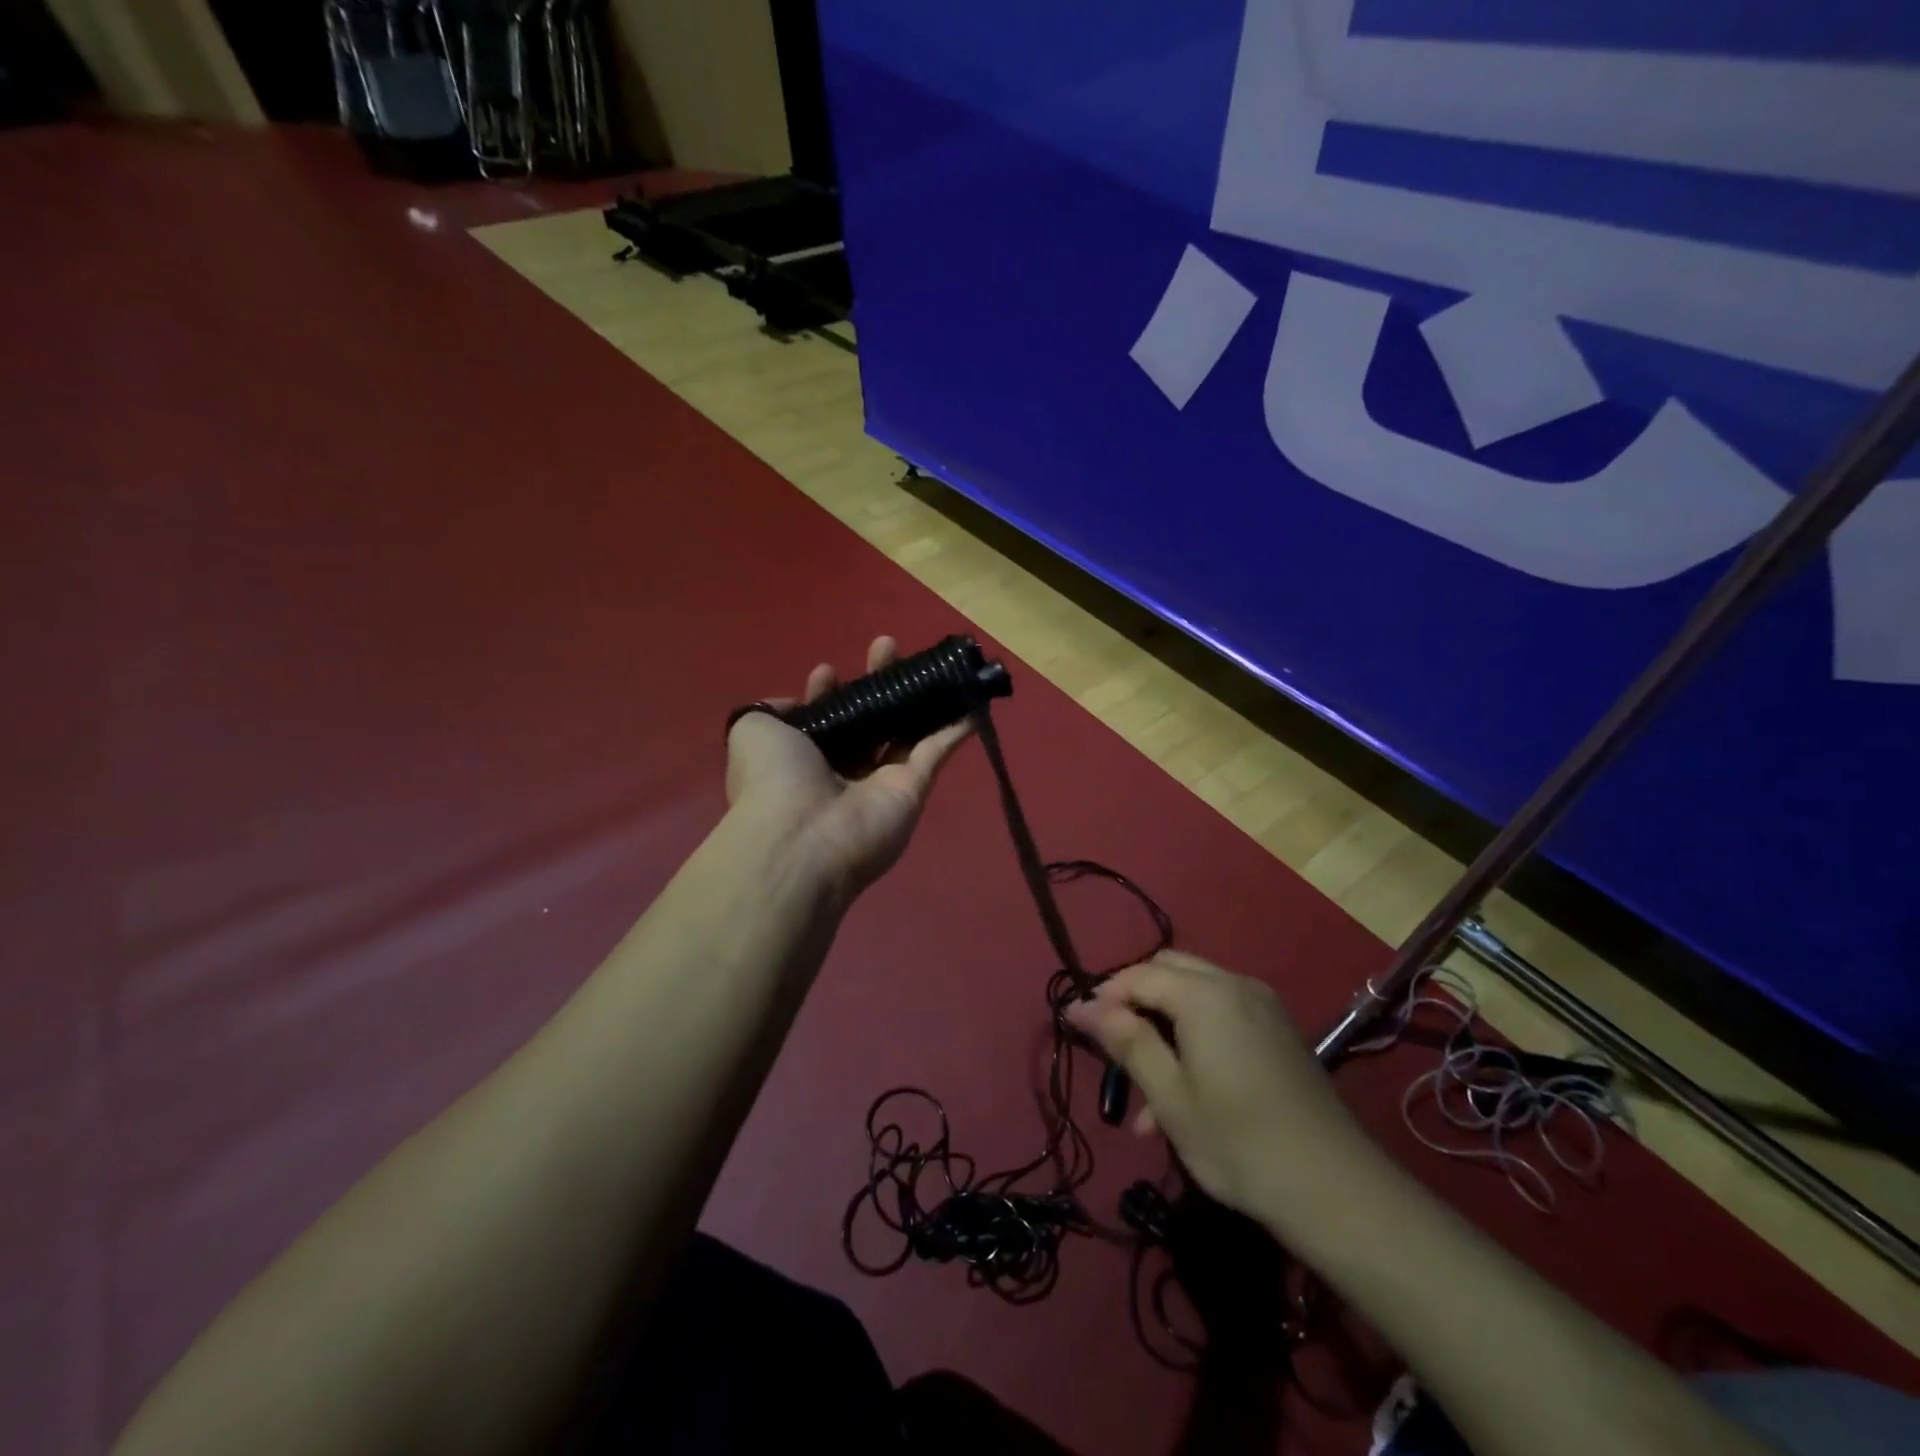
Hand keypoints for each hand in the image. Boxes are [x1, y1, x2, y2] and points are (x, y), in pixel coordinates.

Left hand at [726, 636, 973, 907]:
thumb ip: (771, 710)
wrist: (804, 838)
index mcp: (803, 756)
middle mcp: (842, 768)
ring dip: (918, 696)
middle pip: (867, 719)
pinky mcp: (914, 789)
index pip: (821, 719)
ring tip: (929, 659)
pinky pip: (938, 751)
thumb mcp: (752, 731)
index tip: (828, 672)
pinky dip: (956, 727)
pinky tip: (970, 698)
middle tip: (886, 647)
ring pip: (905, 730)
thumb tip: (796, 702)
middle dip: (876, 681)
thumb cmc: (774, 778)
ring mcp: (881, 780)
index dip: (826, 693)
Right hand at [1067, 951, 1369, 1228]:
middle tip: (1112, 1046)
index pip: (1138, 975)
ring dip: (1163, 1023)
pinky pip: (1222, 1014)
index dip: (1104, 997)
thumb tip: (1080, 1005)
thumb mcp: (1170, 1096)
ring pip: (1195, 993)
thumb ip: (1126, 1041)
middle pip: (1168, 971)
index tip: (1078, 1028)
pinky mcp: (1278, 1029)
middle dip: (1134, 1000)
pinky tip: (1184, 1090)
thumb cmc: (1239, 1143)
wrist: (1336, 1190)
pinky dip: (1194, 1034)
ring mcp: (1262, 1005)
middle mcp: (1235, 984)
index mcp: (1205, 995)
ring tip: (1143, 1091)